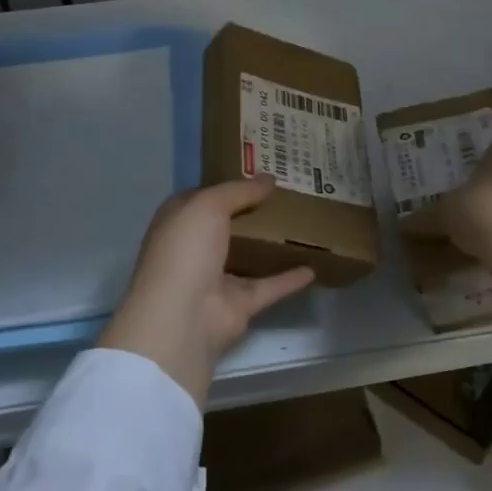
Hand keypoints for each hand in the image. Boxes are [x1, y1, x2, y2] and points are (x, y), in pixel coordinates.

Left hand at [99, 177, 315, 406]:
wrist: (182, 317)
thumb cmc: (186, 250)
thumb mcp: (208, 206)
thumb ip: (239, 191)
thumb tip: (270, 179)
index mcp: (179, 222)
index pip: (201, 198)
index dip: (225, 185)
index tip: (256, 173)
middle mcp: (195, 249)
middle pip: (227, 226)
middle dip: (251, 211)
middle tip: (287, 193)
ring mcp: (216, 279)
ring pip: (248, 256)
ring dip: (269, 244)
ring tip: (301, 225)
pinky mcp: (239, 304)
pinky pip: (269, 286)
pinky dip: (289, 279)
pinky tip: (312, 267)